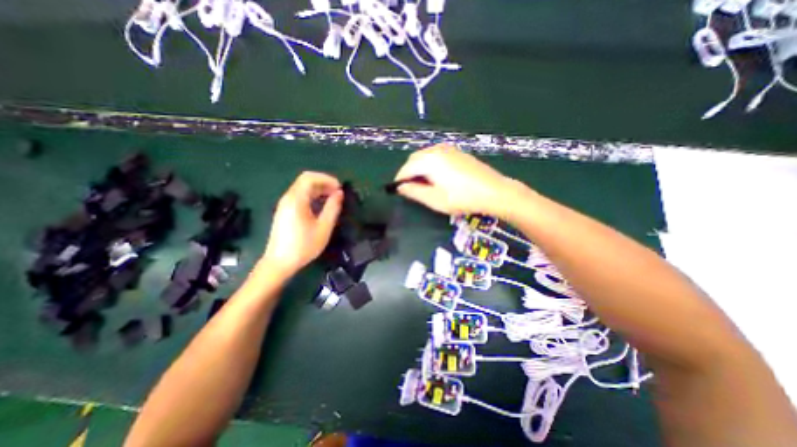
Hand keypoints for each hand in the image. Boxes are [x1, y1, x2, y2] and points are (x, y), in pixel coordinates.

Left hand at [263, 172, 341, 276]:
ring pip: (302, 189)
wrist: (279, 263)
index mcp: (296, 200)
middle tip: (338, 194)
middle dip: (324, 184)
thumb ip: (332, 208)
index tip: (339, 188)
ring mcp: (284, 205)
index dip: (326, 179)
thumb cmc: (303, 246)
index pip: (309, 178)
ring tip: (333, 200)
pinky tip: (321, 207)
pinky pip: (299, 198)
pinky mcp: (284, 212)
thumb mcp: (323, 227)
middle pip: (305, 181)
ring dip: (319, 191)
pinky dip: (312, 197)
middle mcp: (288, 198)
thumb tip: (339, 194)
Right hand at [393, 144, 526, 218]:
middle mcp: (437, 150)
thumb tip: (400, 187)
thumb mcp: (435, 199)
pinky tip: (437, 177)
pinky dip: (430, 165)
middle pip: (414, 159)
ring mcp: (449, 149)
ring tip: (424, 185)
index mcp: (430, 160)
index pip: (406, 168)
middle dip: (409, 173)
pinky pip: (436, 156)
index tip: (398, 191)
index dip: (399, 180)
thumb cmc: (462, 198)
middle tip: (412, 189)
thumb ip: (414, 192)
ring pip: (425, 156)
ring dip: (419, 168)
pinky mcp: (457, 152)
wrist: (494, 191)